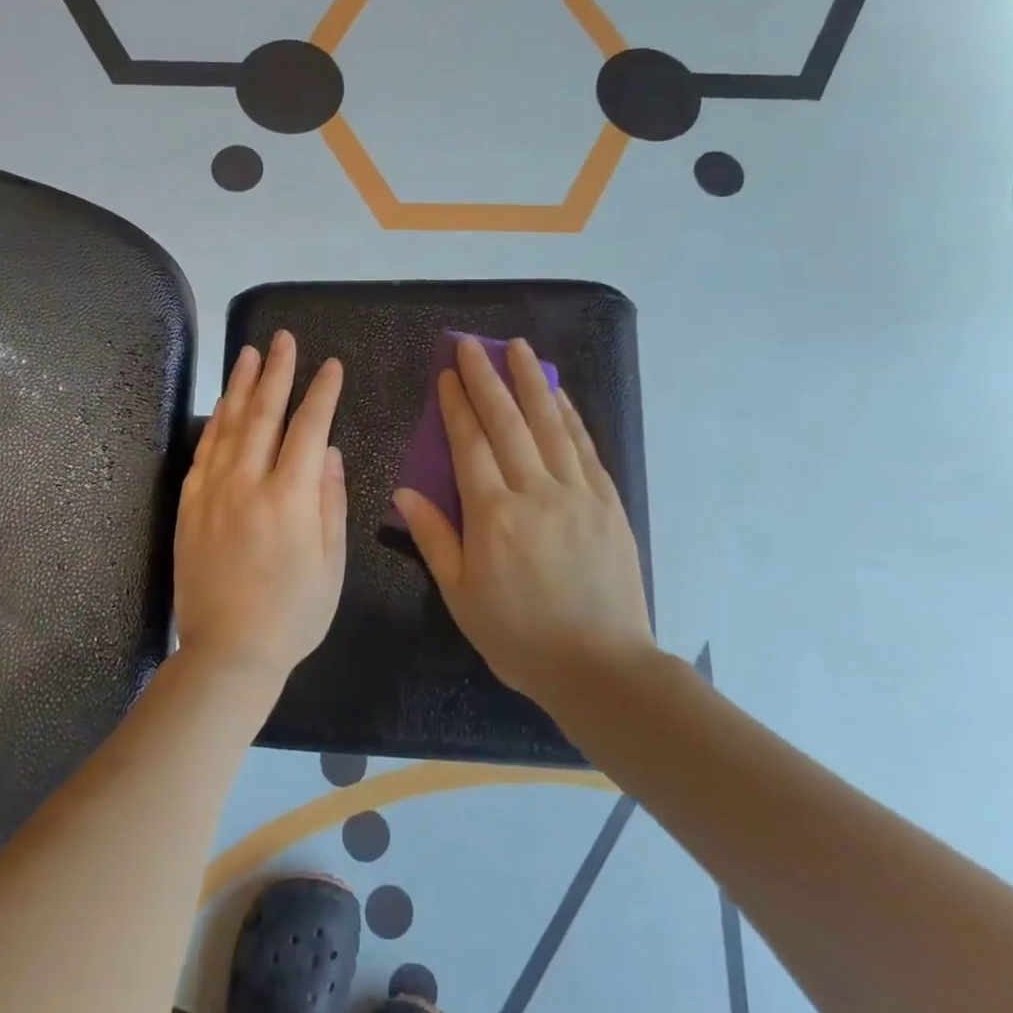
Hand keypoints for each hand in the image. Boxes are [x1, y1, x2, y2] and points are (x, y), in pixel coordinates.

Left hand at [173, 332, 347, 685]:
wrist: (227, 652)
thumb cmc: (292, 614)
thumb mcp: (331, 565)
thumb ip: (331, 503)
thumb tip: (331, 453)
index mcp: (291, 497)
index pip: (310, 428)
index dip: (322, 393)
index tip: (331, 365)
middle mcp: (248, 483)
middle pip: (264, 414)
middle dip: (277, 372)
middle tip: (283, 339)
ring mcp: (213, 492)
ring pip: (228, 425)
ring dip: (241, 386)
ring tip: (249, 353)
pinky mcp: (190, 506)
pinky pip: (203, 453)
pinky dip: (214, 423)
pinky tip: (221, 406)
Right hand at [393, 337, 653, 707]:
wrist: (601, 668)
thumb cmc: (519, 636)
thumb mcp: (460, 595)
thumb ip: (433, 538)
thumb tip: (403, 491)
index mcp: (493, 516)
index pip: (470, 444)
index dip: (457, 405)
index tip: (448, 374)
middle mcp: (535, 493)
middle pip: (508, 423)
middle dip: (488, 379)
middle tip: (473, 344)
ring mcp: (578, 494)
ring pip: (550, 425)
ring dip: (532, 382)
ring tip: (518, 348)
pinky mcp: (608, 503)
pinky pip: (584, 448)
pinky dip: (569, 415)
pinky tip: (559, 394)